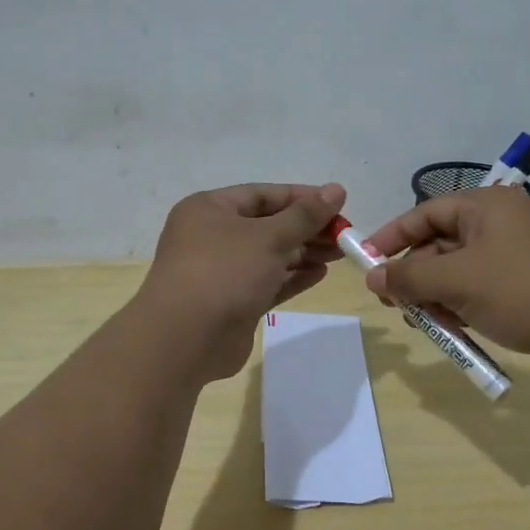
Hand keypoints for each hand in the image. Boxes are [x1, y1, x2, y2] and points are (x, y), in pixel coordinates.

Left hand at [136, 182, 346, 380]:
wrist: (185, 340)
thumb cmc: (224, 272)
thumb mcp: (269, 237)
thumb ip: (305, 215)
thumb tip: (337, 189)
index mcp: (209, 209)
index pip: (261, 194)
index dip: (301, 197)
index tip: (337, 203)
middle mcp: (211, 236)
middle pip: (267, 225)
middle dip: (306, 228)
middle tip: (344, 234)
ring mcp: (220, 271)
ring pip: (269, 255)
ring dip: (304, 253)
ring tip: (340, 254)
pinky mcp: (232, 302)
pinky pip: (267, 282)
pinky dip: (292, 277)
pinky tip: (321, 274)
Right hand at [360, 187, 529, 375]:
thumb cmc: (523, 290)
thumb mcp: (457, 281)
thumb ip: (410, 277)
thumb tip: (373, 277)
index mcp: (485, 206)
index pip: (424, 213)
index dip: (391, 237)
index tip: (366, 262)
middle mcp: (501, 223)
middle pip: (441, 243)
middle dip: (415, 275)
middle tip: (394, 304)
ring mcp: (517, 254)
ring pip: (460, 271)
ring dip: (437, 296)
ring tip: (424, 323)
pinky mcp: (529, 284)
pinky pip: (482, 289)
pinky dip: (463, 306)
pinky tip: (454, 330)